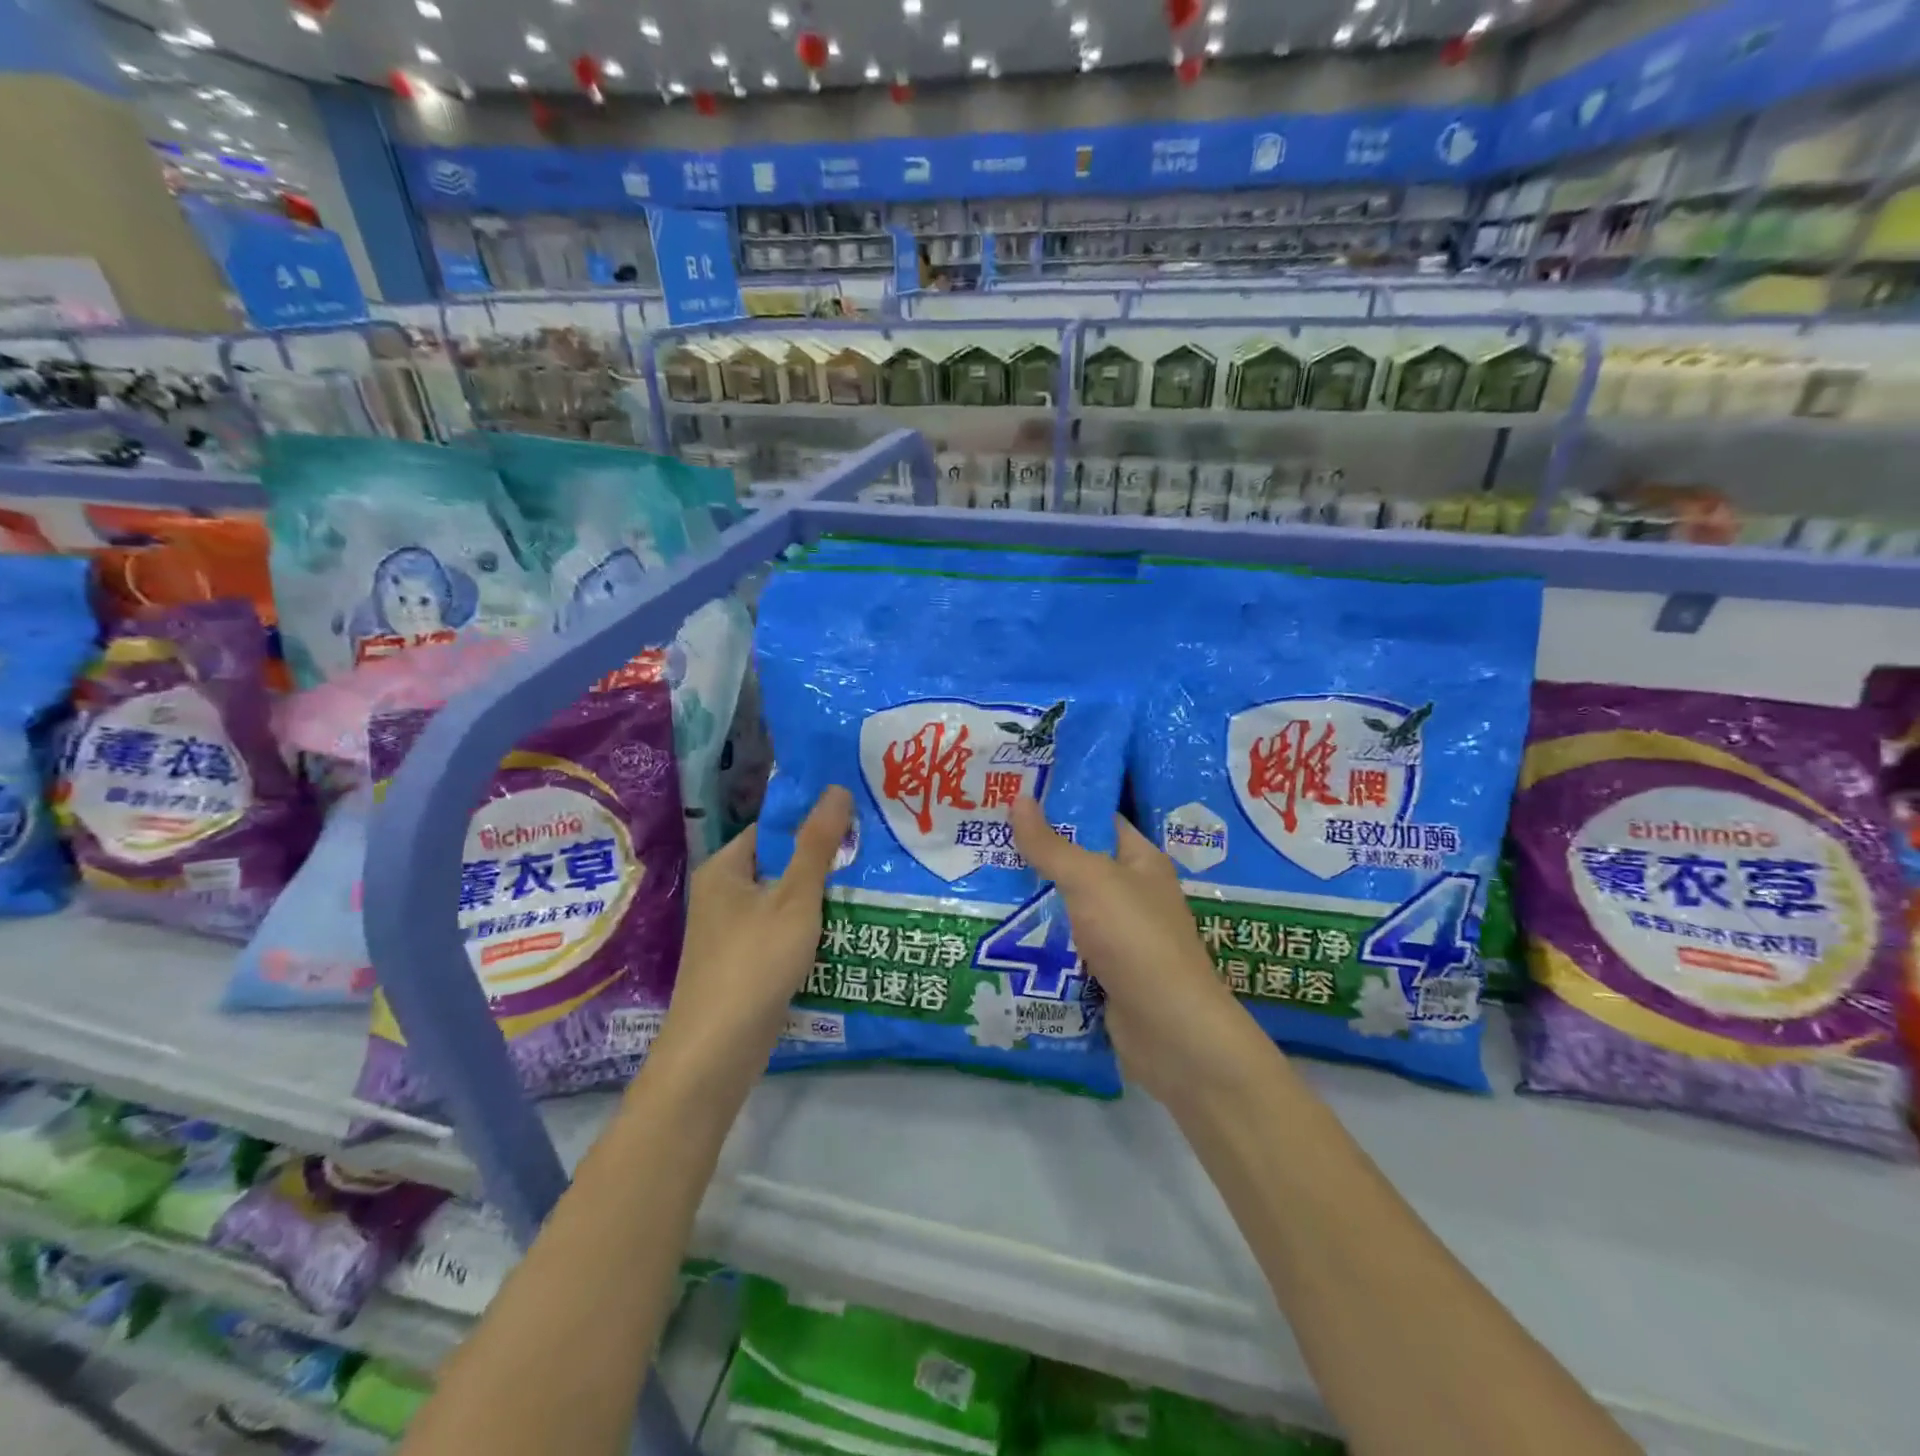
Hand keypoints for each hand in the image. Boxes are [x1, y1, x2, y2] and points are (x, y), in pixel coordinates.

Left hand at [650, 786, 852, 1101]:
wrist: (718, 1051)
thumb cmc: (755, 961)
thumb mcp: (795, 897)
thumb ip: (817, 844)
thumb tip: (836, 788)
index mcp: (724, 869)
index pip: (771, 829)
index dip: (811, 822)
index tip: (856, 821)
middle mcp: (722, 896)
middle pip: (779, 866)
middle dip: (822, 864)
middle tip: (871, 855)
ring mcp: (730, 934)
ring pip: (783, 904)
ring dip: (819, 901)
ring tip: (868, 890)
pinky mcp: (742, 966)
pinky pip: (781, 934)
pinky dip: (808, 932)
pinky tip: (844, 934)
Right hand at [1010, 796, 1275, 1109]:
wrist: (1169, 1032)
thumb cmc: (1135, 939)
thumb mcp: (1090, 881)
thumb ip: (1051, 845)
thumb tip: (1019, 798)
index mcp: (1140, 861)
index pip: (1099, 820)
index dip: (1060, 807)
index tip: (1012, 798)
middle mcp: (1131, 895)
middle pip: (1076, 866)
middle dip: (1033, 857)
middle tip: (981, 841)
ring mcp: (1118, 938)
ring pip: (1066, 910)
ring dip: (1030, 903)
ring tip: (976, 883)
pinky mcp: (1102, 974)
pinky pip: (1063, 949)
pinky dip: (1037, 943)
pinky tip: (995, 934)